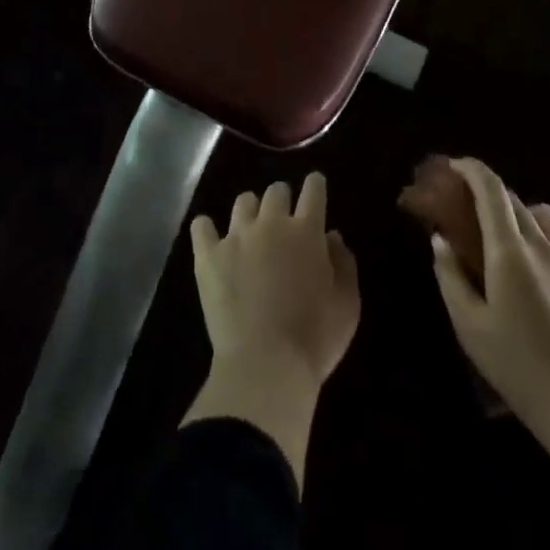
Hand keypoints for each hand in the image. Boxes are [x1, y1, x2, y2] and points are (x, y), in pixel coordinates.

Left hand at [190, 174, 359, 392]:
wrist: (265, 365)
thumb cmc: (314, 338)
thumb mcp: (347, 305)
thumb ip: (344, 263)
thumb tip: (333, 235)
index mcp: (306, 231)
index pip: (313, 191)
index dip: (315, 185)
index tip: (315, 186)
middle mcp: (271, 223)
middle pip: (276, 191)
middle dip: (282, 199)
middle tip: (284, 221)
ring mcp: (236, 236)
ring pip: (243, 202)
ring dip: (251, 211)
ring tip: (252, 230)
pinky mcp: (209, 255)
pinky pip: (202, 226)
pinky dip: (207, 229)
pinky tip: (211, 238)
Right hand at [429, 158, 549, 427]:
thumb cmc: (520, 368)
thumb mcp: (469, 326)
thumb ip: (450, 277)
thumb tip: (441, 241)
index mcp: (510, 250)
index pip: (491, 188)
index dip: (470, 169)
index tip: (451, 167)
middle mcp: (542, 246)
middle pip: (513, 198)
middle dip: (486, 191)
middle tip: (463, 206)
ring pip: (541, 217)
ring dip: (516, 212)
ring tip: (498, 236)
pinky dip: (534, 240)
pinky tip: (525, 276)